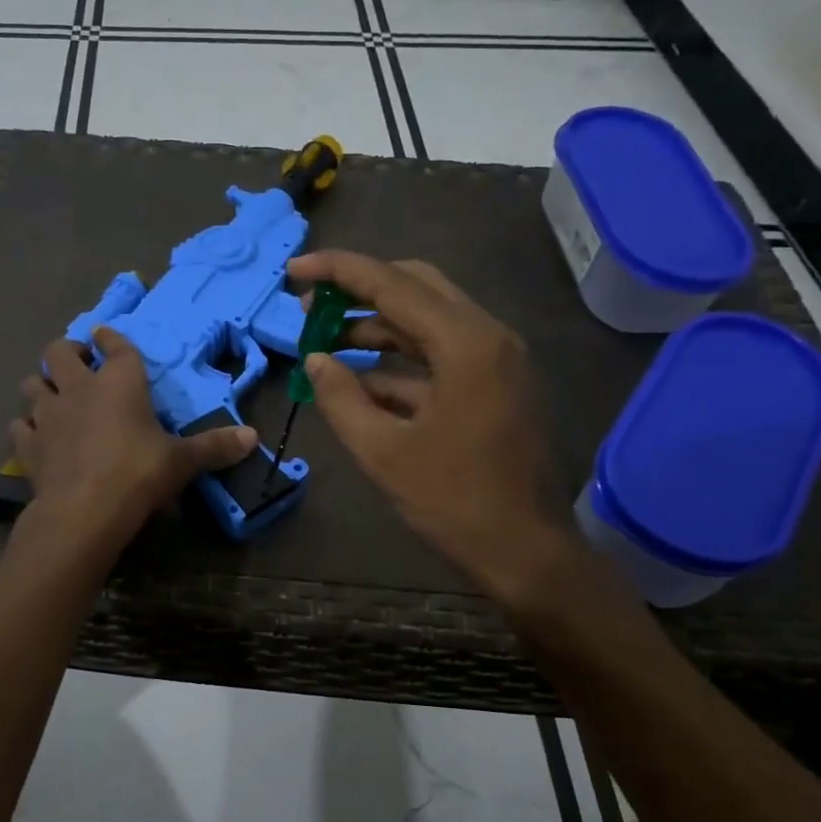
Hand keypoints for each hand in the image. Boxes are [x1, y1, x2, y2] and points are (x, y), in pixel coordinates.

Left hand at [12, 328, 256, 550]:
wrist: (85, 510)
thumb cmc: (139, 474)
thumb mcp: (182, 461)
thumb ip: (214, 447)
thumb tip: (254, 437)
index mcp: (119, 382)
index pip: (115, 346)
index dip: (111, 338)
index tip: (107, 335)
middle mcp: (79, 388)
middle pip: (60, 352)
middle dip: (68, 351)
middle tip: (79, 363)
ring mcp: (48, 415)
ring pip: (32, 384)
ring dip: (42, 385)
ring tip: (54, 396)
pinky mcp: (29, 445)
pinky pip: (20, 426)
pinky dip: (27, 427)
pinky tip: (36, 437)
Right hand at [285, 251, 579, 607]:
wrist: (525, 552)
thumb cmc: (454, 501)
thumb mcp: (382, 452)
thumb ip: (341, 398)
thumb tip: (315, 359)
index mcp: (466, 344)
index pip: (393, 284)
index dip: (339, 271)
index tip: (295, 270)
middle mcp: (487, 337)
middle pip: (416, 287)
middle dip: (359, 290)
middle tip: (310, 304)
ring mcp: (495, 361)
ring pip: (427, 320)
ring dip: (375, 325)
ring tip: (323, 338)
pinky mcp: (493, 385)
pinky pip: (438, 355)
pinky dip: (397, 360)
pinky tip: (357, 378)